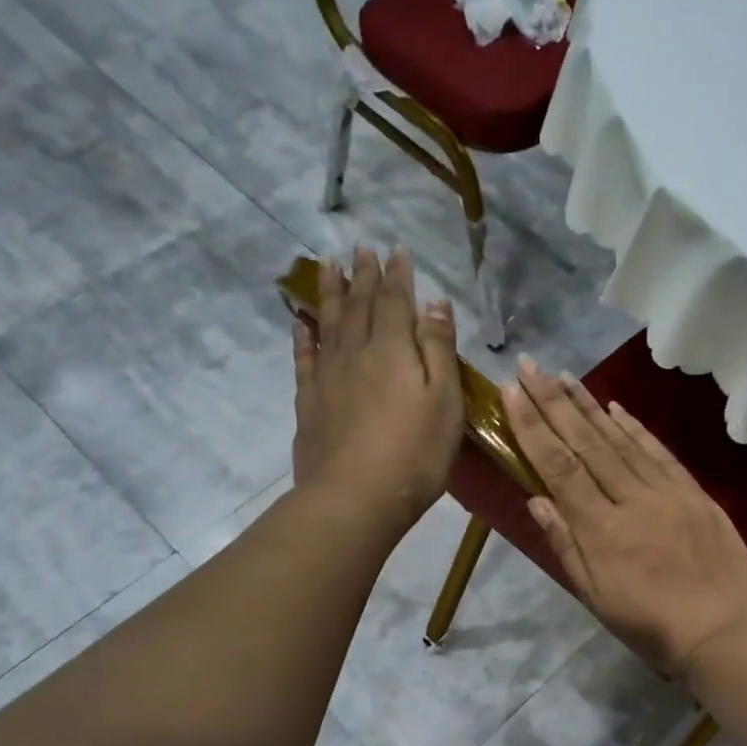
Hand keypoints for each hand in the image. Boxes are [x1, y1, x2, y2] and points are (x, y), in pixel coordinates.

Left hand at [293, 247, 463, 532]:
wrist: (355, 497)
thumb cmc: (414, 454)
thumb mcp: (445, 402)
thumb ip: (439, 350)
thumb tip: (435, 303)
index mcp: (393, 348)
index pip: (395, 301)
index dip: (398, 276)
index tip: (397, 251)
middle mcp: (355, 351)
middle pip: (358, 304)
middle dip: (363, 275)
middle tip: (360, 248)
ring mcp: (327, 376)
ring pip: (328, 322)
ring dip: (331, 292)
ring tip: (328, 266)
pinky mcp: (309, 401)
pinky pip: (304, 356)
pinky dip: (304, 334)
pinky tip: (301, 321)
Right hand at [502, 356, 746, 674]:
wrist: (725, 631)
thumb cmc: (652, 627)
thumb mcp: (597, 598)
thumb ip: (566, 546)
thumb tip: (537, 499)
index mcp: (601, 530)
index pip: (559, 466)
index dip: (533, 427)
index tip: (512, 392)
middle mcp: (631, 500)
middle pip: (586, 443)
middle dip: (553, 402)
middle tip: (529, 366)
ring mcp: (666, 492)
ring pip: (620, 441)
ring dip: (589, 406)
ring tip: (564, 375)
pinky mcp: (694, 493)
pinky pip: (659, 453)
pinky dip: (635, 428)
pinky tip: (615, 408)